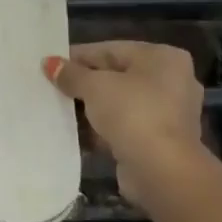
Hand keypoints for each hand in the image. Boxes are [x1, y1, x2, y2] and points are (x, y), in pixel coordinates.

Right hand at [45, 41, 203, 204]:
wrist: (162, 170)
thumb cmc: (132, 114)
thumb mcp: (95, 87)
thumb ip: (71, 74)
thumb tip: (49, 63)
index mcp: (163, 57)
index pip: (111, 50)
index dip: (78, 56)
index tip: (50, 65)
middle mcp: (172, 81)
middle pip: (117, 76)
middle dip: (84, 84)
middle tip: (52, 87)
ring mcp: (168, 113)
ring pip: (120, 104)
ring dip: (92, 109)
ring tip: (58, 110)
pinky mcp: (160, 141)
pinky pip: (124, 127)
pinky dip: (102, 130)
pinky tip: (75, 133)